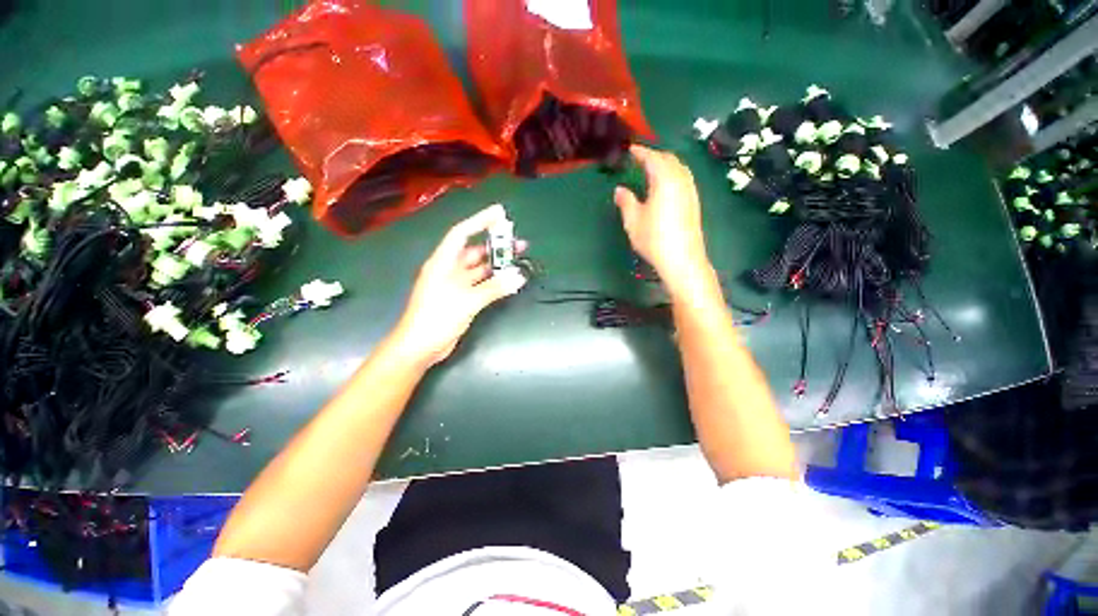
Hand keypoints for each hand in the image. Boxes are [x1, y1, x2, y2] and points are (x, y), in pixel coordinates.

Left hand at [390, 204, 526, 367]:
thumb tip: (519, 276)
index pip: (462, 233)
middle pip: (475, 251)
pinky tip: (509, 280)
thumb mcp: (467, 300)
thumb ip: (494, 288)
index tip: (500, 213)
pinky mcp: (462, 299)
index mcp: (443, 262)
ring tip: (518, 260)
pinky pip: (482, 285)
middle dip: (496, 246)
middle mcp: (449, 270)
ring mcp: (456, 285)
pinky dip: (495, 282)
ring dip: (497, 265)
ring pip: (480, 269)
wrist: (420, 347)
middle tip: (519, 243)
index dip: (480, 221)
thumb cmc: (437, 318)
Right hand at [614, 145, 711, 296]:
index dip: (641, 152)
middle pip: (669, 159)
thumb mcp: (633, 220)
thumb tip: (620, 189)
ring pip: (679, 167)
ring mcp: (690, 191)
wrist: (682, 259)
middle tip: (639, 159)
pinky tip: (665, 186)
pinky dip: (673, 174)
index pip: (653, 158)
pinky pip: (683, 178)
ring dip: (665, 164)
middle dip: (654, 155)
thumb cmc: (654, 238)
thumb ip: (626, 201)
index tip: (630, 149)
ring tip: (651, 170)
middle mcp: (681, 180)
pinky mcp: (694, 202)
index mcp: (665, 180)